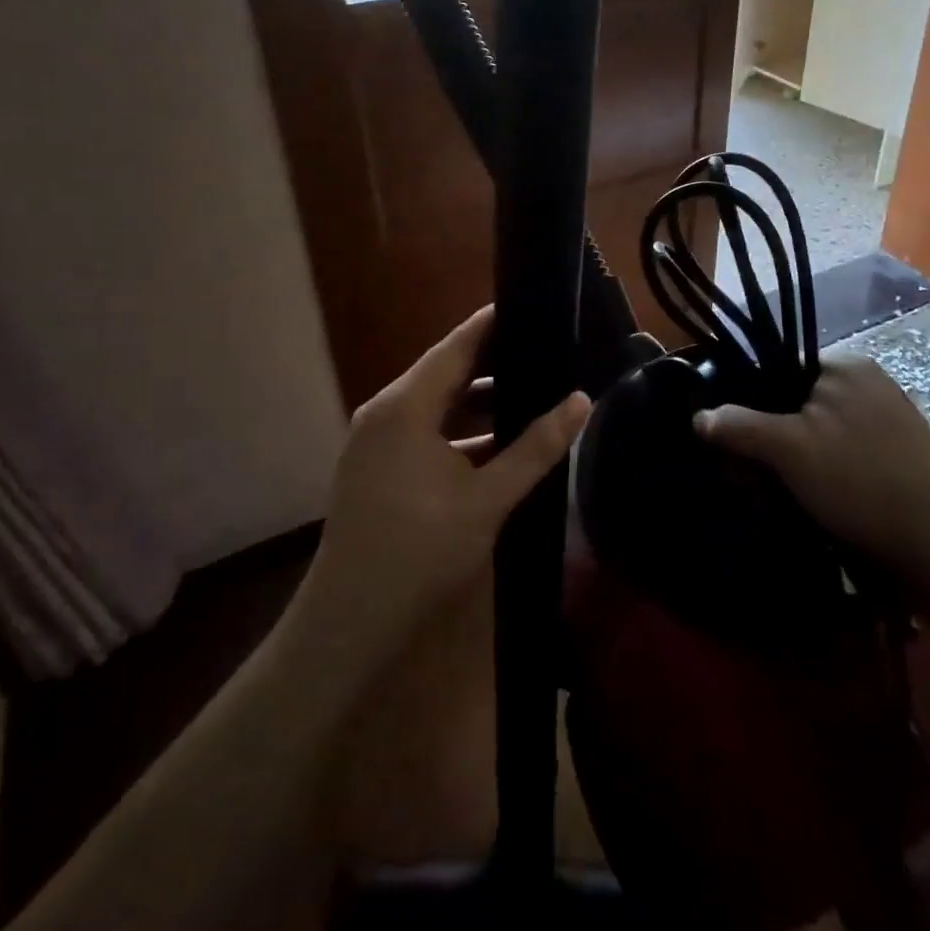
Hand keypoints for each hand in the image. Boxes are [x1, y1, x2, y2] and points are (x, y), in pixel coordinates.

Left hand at [301, 306, 589, 663]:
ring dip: (478, 402)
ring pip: (436, 406)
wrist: (348, 624)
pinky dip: (459, 431)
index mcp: (404, 407)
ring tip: (531, 393)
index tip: (532, 306)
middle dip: (494, 363)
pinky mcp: (376, 467)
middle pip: (445, 372)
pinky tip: (497, 444)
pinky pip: (424, 431)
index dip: (493, 323)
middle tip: (545, 351)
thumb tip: (581, 399)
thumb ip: (536, 448)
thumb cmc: (419, 552)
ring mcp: (376, 442)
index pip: (456, 345)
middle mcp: (384, 413)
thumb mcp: (487, 499)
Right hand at [695, 353, 929, 597]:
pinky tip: (818, 508)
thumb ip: (739, 427)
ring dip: (794, 467)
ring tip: (786, 501)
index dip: (749, 406)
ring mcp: (887, 422)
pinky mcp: (898, 459)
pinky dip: (823, 480)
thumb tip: (699, 417)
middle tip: (758, 483)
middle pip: (794, 406)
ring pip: (816, 438)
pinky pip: (843, 459)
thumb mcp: (788, 449)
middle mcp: (867, 385)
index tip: (734, 446)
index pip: (777, 371)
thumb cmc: (860, 480)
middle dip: (770, 444)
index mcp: (844, 365)